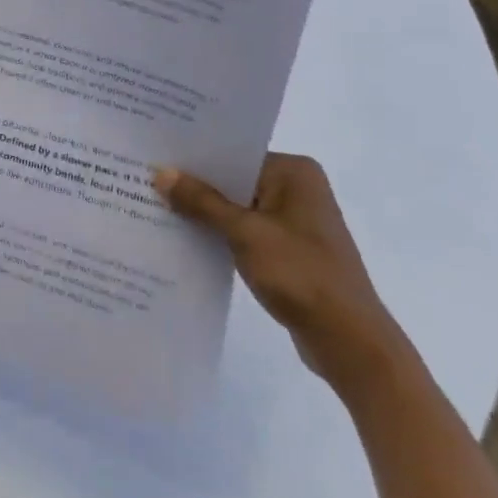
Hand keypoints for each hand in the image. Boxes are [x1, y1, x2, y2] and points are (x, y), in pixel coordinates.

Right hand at [153, 153, 411, 398]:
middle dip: (195, 185)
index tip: (155, 154)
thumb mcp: (245, 233)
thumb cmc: (301, 275)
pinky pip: (245, 231)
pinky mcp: (289, 250)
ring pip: (237, 207)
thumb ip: (202, 201)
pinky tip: (185, 236)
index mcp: (294, 172)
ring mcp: (294, 221)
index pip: (234, 153)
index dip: (195, 156)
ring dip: (205, 212)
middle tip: (146, 177)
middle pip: (234, 179)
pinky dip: (220, 234)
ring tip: (156, 205)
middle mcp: (297, 189)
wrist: (351, 344)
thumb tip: (161, 172)